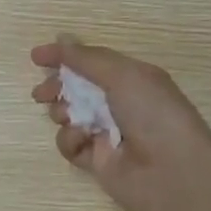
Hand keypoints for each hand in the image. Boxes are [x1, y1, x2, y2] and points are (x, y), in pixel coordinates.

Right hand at [30, 40, 210, 210]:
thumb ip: (85, 58)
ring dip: (63, 111)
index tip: (37, 57)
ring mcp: (108, 133)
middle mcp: (119, 103)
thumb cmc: (152, 112)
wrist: (173, 172)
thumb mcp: (121, 74)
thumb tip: (60, 38)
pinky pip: (72, 145)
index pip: (91, 62)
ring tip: (69, 115)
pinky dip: (72, 139)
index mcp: (130, 78)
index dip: (65, 57)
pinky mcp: (97, 162)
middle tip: (41, 93)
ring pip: (70, 116)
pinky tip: (82, 138)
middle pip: (77, 89)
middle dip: (56, 87)